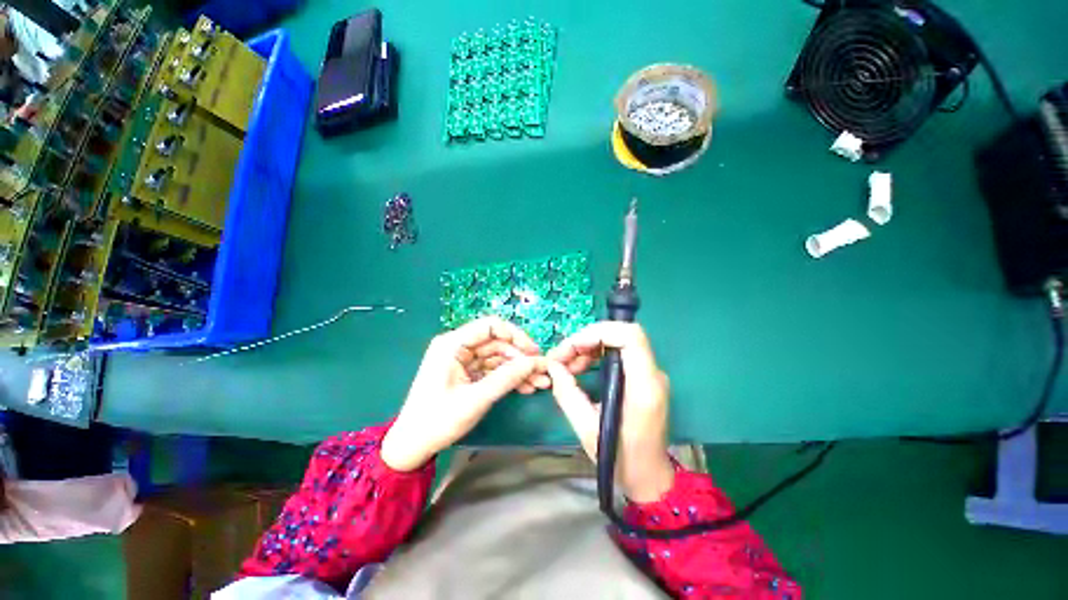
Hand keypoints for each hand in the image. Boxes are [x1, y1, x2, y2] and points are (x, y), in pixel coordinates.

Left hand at [381, 317, 543, 470]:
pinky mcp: (466, 373)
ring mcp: (462, 360)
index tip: (534, 352)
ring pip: (498, 357)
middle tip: (542, 372)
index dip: (516, 335)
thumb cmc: (438, 420)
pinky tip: (526, 387)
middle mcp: (458, 346)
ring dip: (518, 369)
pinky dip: (508, 377)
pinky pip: (492, 369)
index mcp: (453, 343)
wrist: (412, 446)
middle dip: (521, 357)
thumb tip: (535, 362)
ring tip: (540, 383)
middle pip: (497, 343)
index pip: (491, 326)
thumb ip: (506, 378)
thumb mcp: (476, 399)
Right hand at [545, 322, 673, 502]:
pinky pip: (620, 353)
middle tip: (562, 357)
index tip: (572, 347)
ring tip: (567, 364)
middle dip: (587, 339)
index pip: (630, 337)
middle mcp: (653, 375)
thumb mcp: (586, 429)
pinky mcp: (645, 377)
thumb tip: (553, 366)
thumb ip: (567, 393)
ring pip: (619, 341)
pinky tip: (580, 368)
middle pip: (622, 334)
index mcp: (643, 387)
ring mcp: (651, 374)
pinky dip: (597, 354)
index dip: (599, 333)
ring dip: (589, 345)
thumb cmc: (621, 459)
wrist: (650, 477)